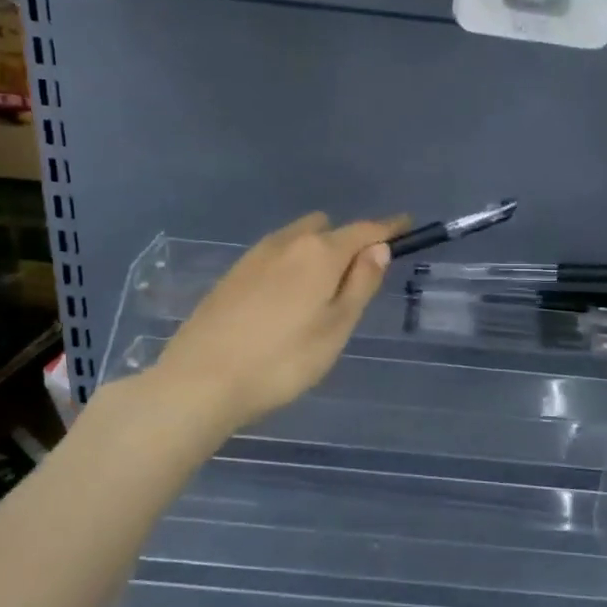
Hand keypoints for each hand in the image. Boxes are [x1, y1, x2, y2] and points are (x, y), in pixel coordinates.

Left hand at [154, 210, 408, 432]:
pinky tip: (286, 300)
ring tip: (321, 293)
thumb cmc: (282, 360)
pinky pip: (275, 256)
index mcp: (319, 253)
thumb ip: (360, 284)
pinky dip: (291, 265)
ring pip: (297, 240)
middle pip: (327, 229)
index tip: (406, 225)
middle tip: (357, 279)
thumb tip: (378, 248)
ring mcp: (254, 256)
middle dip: (347, 241)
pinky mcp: (232, 274)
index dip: (388, 228)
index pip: (364, 230)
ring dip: (317, 252)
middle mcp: (287, 243)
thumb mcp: (336, 328)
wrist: (201, 380)